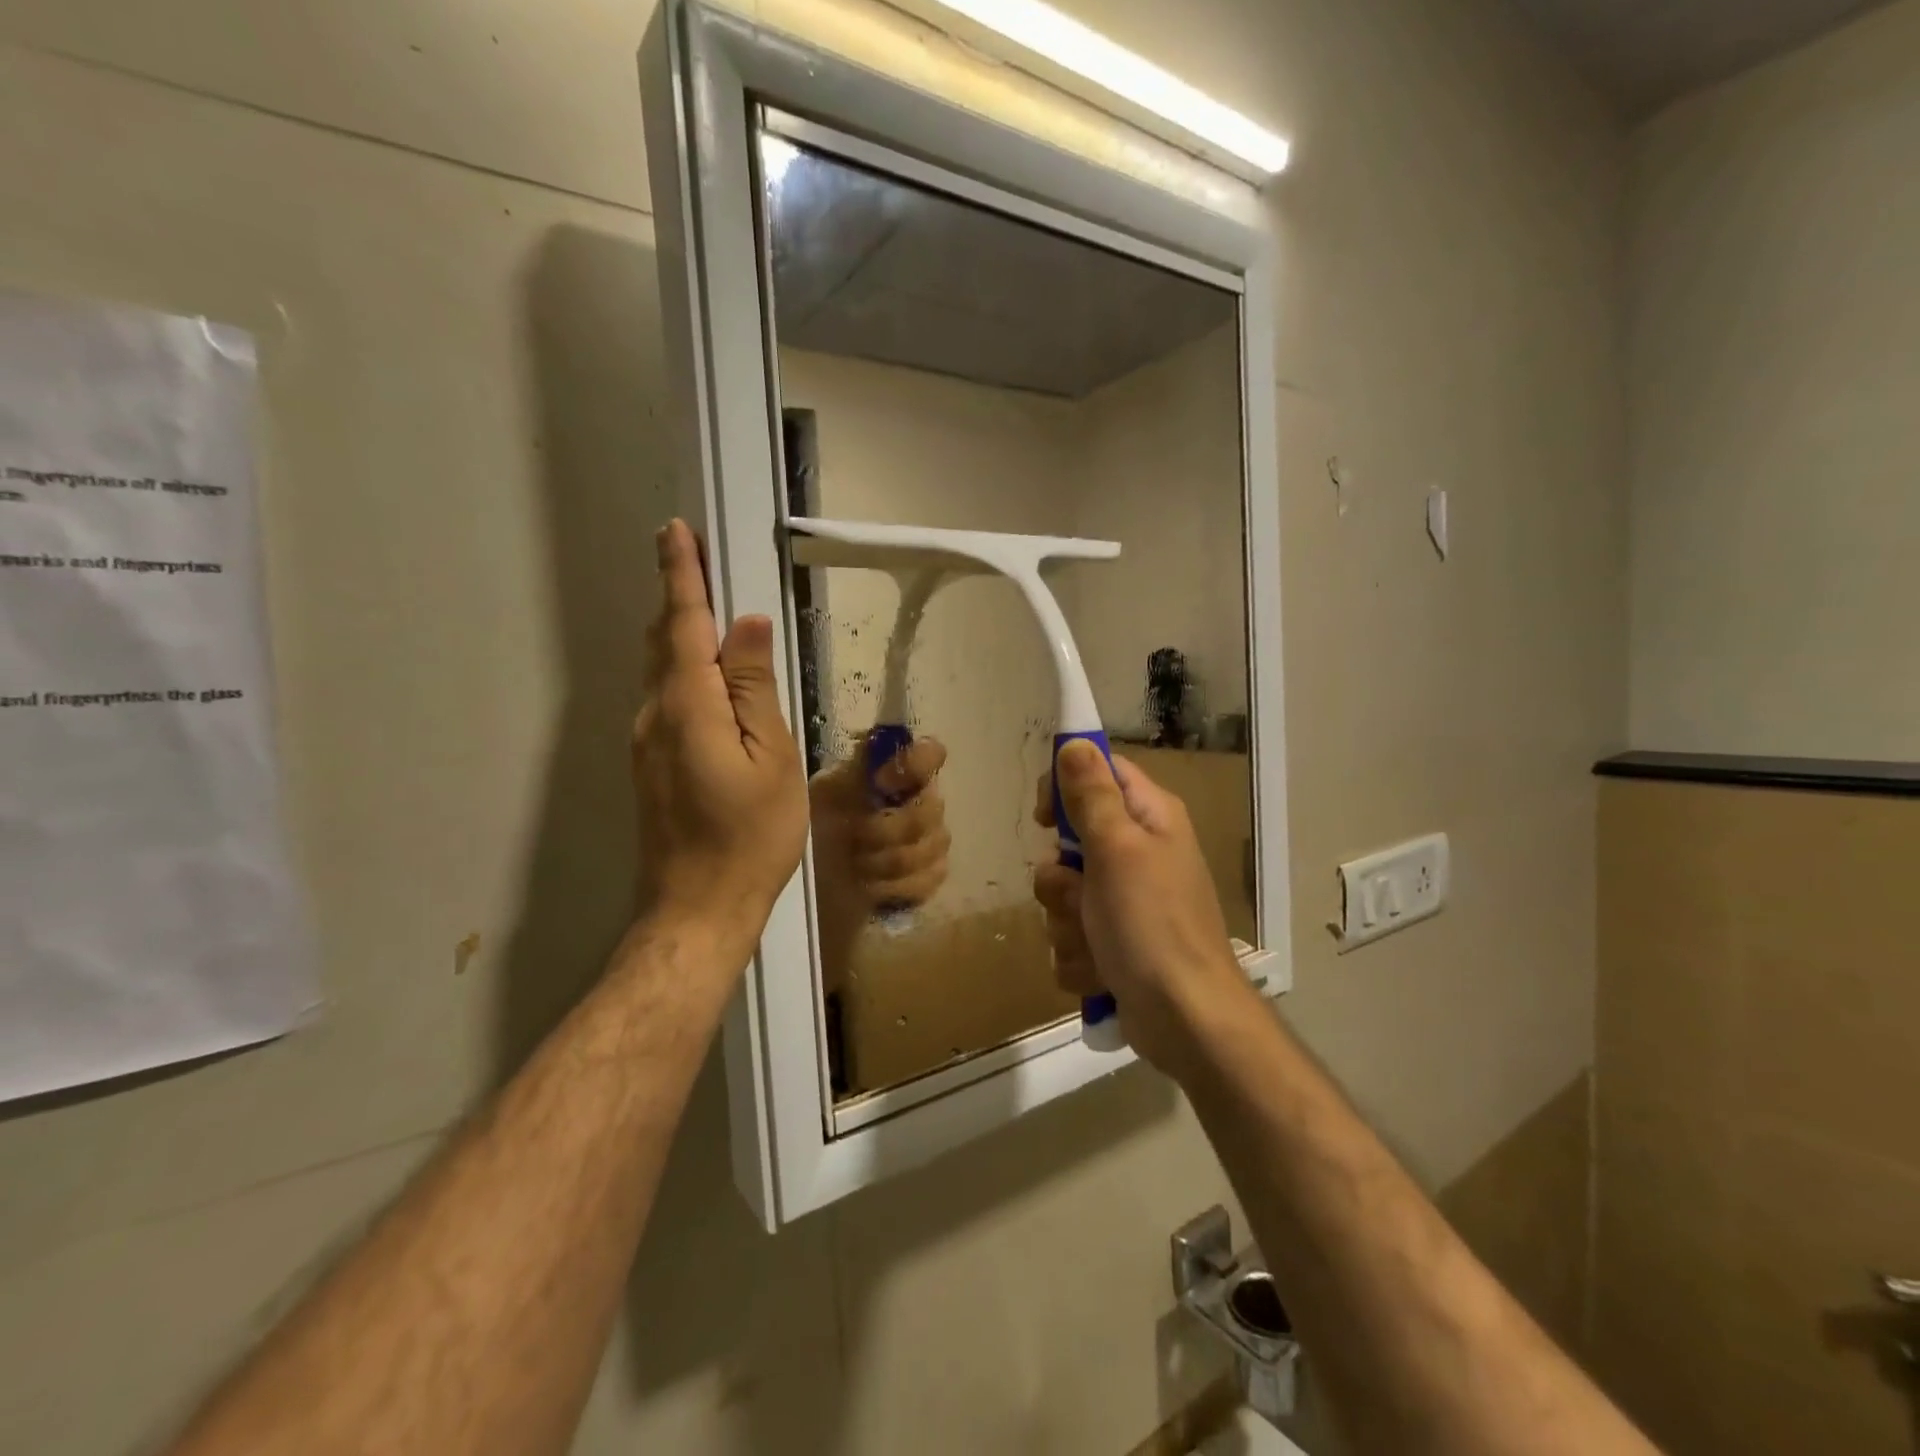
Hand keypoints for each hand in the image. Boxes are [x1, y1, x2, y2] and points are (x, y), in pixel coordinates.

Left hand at [632, 520, 807, 955]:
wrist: (698, 907)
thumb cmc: (750, 836)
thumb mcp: (771, 759)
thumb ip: (755, 689)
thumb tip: (747, 625)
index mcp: (688, 706)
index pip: (684, 624)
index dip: (682, 575)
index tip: (675, 531)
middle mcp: (654, 714)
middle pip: (665, 641)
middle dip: (679, 595)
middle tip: (697, 557)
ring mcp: (646, 742)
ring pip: (663, 670)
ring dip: (681, 632)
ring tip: (708, 607)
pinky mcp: (650, 764)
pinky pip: (666, 698)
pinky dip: (683, 669)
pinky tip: (706, 675)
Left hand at [811, 736, 951, 916]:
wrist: (810, 876)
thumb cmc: (819, 825)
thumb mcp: (827, 790)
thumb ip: (858, 767)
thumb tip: (878, 742)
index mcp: (898, 772)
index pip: (931, 753)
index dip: (914, 765)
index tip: (880, 782)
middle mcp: (923, 800)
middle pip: (931, 809)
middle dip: (886, 829)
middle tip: (854, 838)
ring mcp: (932, 840)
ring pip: (930, 847)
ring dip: (886, 860)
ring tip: (856, 864)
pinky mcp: (931, 876)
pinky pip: (929, 878)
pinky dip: (895, 886)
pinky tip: (871, 885)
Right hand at [1032, 741, 1256, 1075]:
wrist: (1186, 1019)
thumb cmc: (1152, 924)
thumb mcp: (1117, 850)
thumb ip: (1092, 795)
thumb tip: (1076, 741)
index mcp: (1149, 819)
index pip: (1099, 773)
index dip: (1065, 787)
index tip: (1044, 816)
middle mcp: (1138, 854)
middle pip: (1071, 842)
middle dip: (1061, 878)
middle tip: (1079, 893)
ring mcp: (1126, 903)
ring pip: (1063, 896)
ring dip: (1067, 923)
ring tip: (1095, 942)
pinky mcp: (1113, 945)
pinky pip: (1070, 937)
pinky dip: (1079, 957)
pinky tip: (1101, 972)